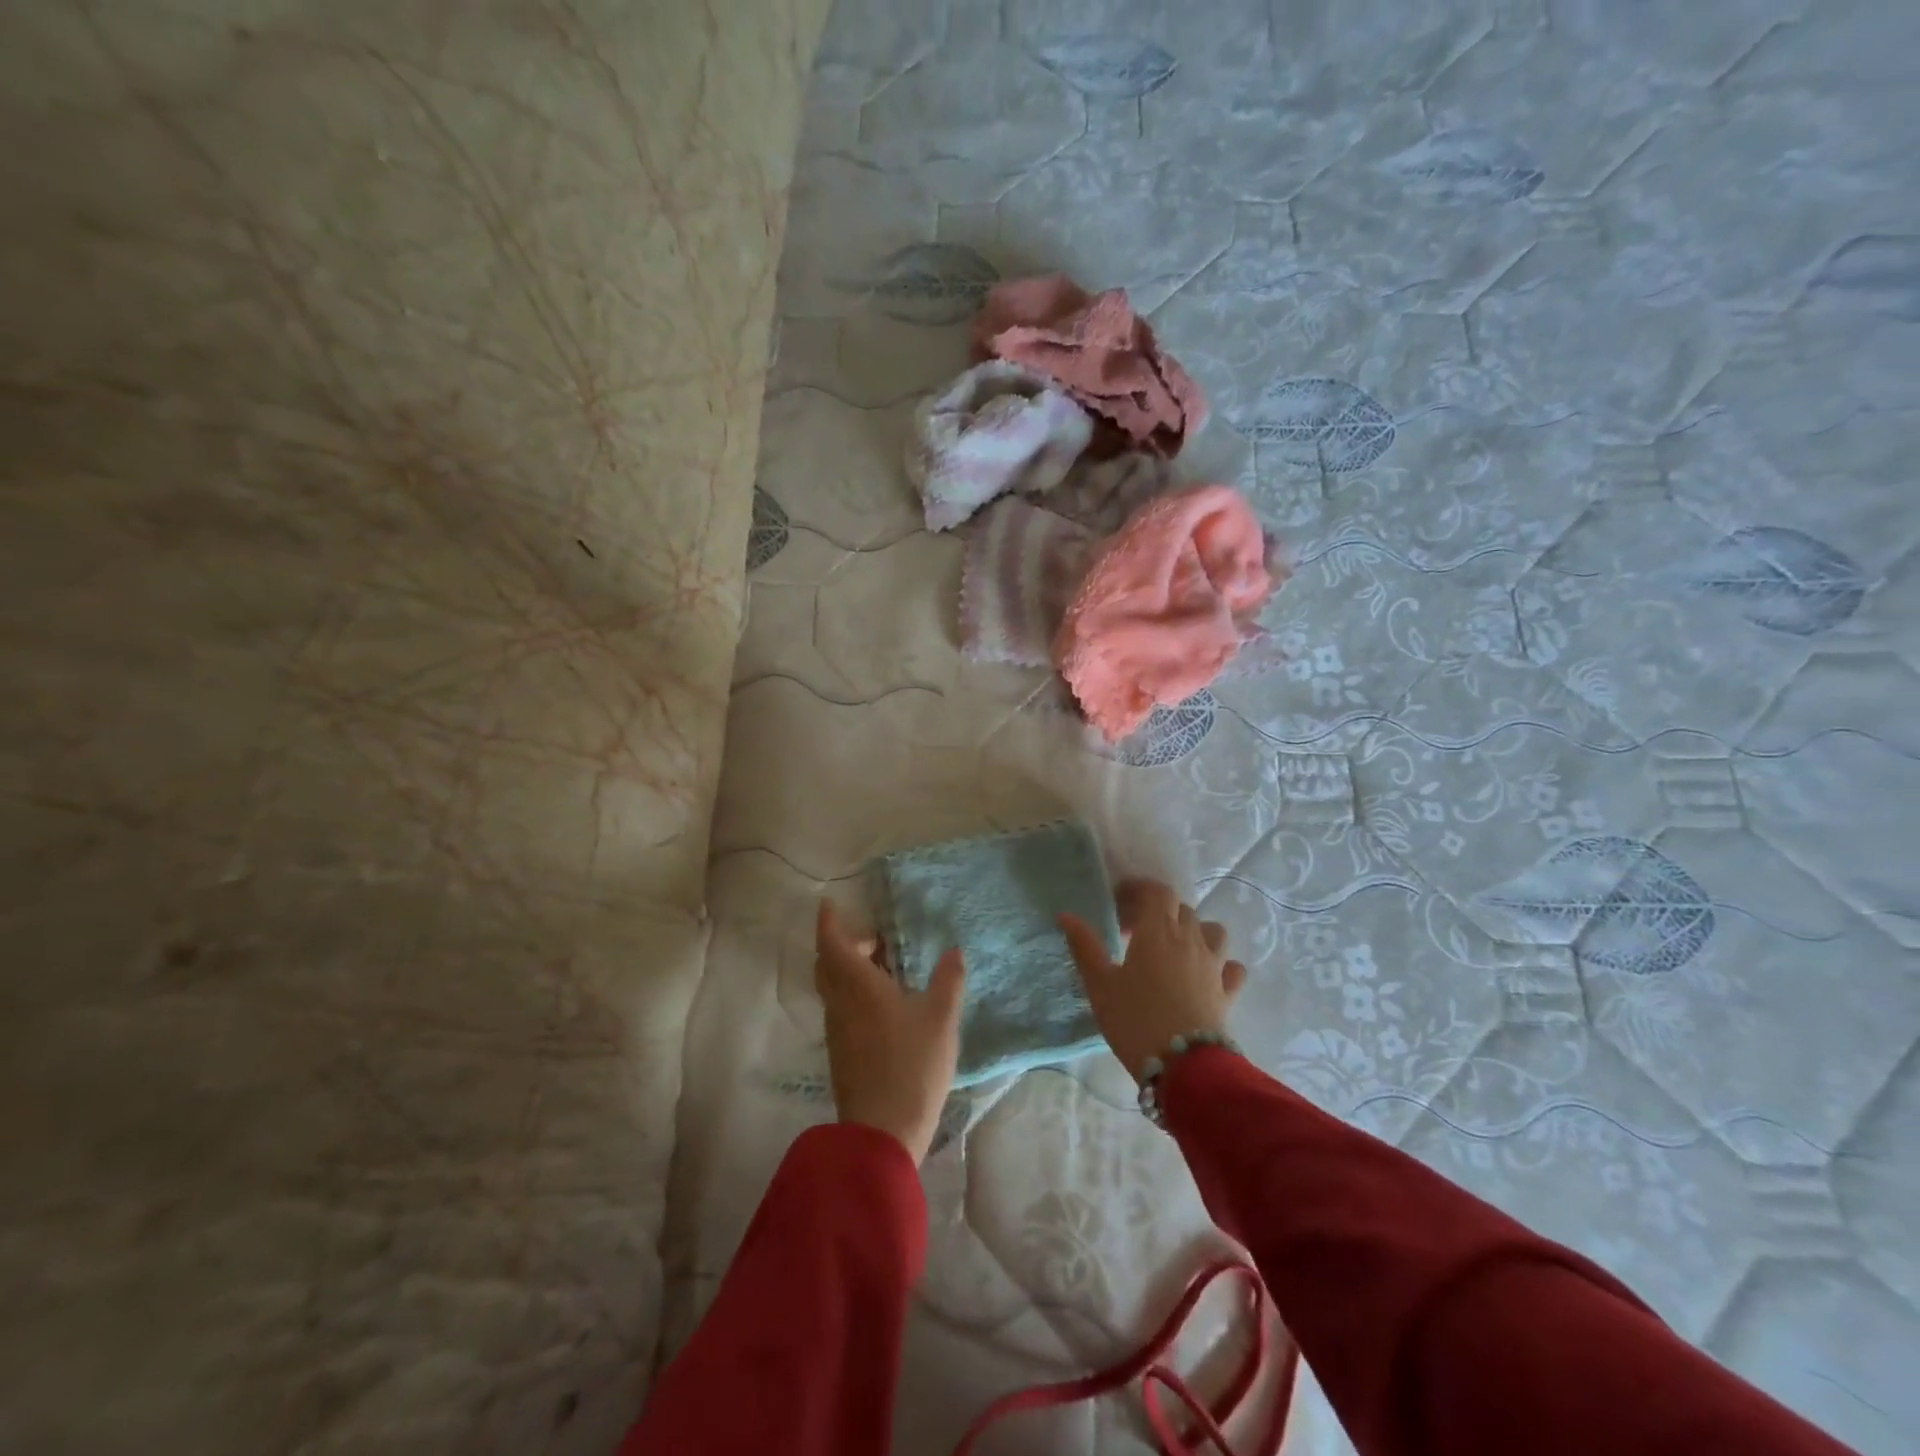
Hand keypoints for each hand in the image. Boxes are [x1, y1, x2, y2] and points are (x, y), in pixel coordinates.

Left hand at [814, 899, 965, 1163]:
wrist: (882, 1132)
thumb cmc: (912, 1066)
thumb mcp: (941, 1019)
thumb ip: (948, 980)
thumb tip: (953, 951)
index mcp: (858, 986)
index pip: (832, 943)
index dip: (829, 921)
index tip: (829, 903)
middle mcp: (840, 1003)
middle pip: (827, 964)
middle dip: (844, 944)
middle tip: (875, 939)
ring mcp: (837, 1031)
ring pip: (833, 988)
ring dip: (850, 970)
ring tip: (885, 969)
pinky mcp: (841, 1053)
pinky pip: (841, 1009)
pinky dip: (853, 994)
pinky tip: (884, 1006)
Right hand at [1058, 879, 1247, 1082]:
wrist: (1183, 1066)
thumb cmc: (1135, 1019)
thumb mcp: (1100, 984)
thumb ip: (1084, 946)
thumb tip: (1066, 915)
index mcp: (1158, 931)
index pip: (1157, 892)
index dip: (1139, 889)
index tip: (1118, 901)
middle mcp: (1190, 939)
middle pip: (1181, 909)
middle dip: (1158, 912)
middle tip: (1133, 931)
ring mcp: (1214, 965)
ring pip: (1212, 931)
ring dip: (1194, 931)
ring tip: (1174, 948)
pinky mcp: (1227, 992)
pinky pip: (1231, 967)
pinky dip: (1221, 964)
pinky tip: (1207, 974)